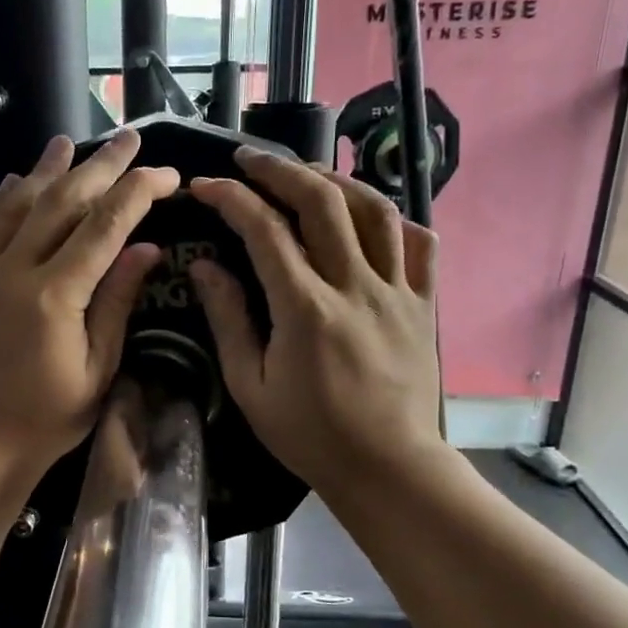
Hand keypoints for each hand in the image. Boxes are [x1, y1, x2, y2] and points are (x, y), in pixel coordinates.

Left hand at [0, 130, 178, 479]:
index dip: (139, 192)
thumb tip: (146, 247)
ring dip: (45, 171)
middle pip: (61, 202)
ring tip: (69, 142)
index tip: (167, 174)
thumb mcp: (97, 370)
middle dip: (100, 166)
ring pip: (15, 206)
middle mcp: (13, 272)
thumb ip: (117, 303)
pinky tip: (12, 182)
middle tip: (128, 138)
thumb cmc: (47, 420)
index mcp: (55, 296)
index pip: (105, 226)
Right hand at [188, 151, 449, 505]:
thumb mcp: (250, 386)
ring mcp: (397, 291)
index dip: (230, 199)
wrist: (388, 467)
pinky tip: (369, 216)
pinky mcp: (424, 304)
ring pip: (373, 210)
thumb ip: (228, 320)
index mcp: (306, 309)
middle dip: (280, 169)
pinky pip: (419, 244)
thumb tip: (206, 266)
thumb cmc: (310, 434)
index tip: (204, 186)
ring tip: (306, 175)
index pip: (264, 230)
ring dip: (335, 180)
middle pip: (321, 201)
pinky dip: (393, 219)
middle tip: (249, 159)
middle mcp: (355, 286)